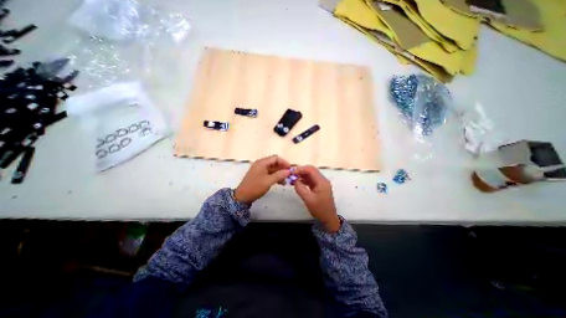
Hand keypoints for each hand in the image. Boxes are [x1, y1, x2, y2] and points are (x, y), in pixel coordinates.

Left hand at [234, 155, 291, 205]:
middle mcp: (261, 164)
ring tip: (285, 181)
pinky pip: (270, 173)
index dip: (284, 162)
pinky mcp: (260, 175)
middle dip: (283, 168)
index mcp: (262, 163)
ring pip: (273, 169)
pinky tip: (280, 182)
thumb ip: (279, 175)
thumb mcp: (268, 181)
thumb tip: (289, 171)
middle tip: (289, 176)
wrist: (242, 197)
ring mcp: (260, 170)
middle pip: (275, 163)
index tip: (290, 169)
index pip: (276, 158)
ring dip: (280, 173)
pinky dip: (275, 176)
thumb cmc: (255, 187)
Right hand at [292, 165, 339, 232]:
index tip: (291, 172)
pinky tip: (297, 183)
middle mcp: (322, 180)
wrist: (328, 219)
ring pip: (310, 175)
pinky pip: (310, 180)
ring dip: (301, 175)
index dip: (301, 169)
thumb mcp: (308, 199)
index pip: (311, 170)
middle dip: (301, 171)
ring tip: (292, 179)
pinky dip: (304, 180)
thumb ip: (300, 188)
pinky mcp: (319, 187)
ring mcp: (321, 183)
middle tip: (291, 174)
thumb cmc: (320, 210)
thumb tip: (294, 180)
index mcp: (322, 182)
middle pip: (311, 170)